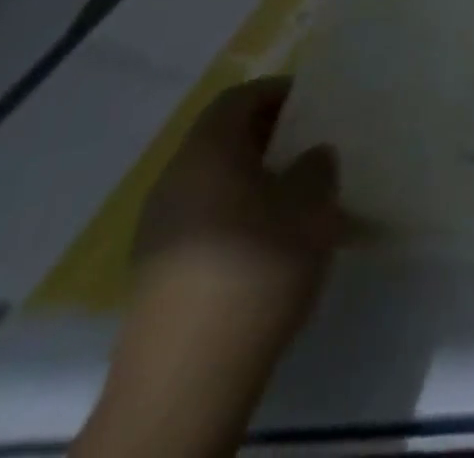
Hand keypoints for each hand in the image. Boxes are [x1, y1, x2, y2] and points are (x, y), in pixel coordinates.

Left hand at [73, 79, 351, 457]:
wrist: (187, 380)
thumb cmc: (256, 268)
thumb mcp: (311, 205)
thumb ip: (316, 167)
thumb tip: (310, 157)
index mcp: (206, 153)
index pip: (238, 98)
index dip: (277, 92)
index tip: (314, 103)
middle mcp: (174, 181)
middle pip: (221, 139)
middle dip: (268, 136)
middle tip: (312, 145)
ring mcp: (158, 230)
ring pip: (213, 181)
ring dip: (253, 177)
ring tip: (297, 194)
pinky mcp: (158, 273)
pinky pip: (204, 218)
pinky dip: (237, 213)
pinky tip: (269, 240)